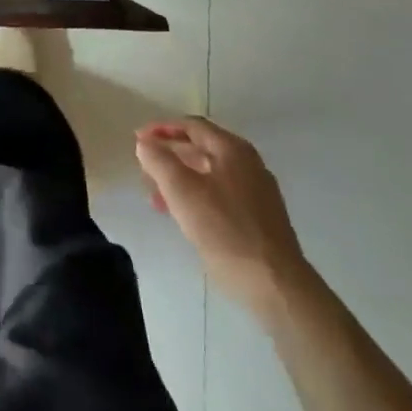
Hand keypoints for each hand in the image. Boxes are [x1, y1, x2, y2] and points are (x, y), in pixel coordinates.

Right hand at [136, 118, 312, 319]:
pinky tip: (182, 215)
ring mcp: (257, 192)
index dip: (162, 129)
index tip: (138, 139)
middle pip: (202, 149)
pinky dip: (196, 197)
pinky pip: (220, 195)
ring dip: (180, 179)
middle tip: (144, 167)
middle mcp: (248, 164)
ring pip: (210, 175)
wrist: (274, 284)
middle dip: (170, 155)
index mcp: (233, 150)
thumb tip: (145, 143)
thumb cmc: (225, 229)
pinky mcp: (259, 218)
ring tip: (155, 195)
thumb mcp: (182, 191)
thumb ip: (159, 161)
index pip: (192, 126)